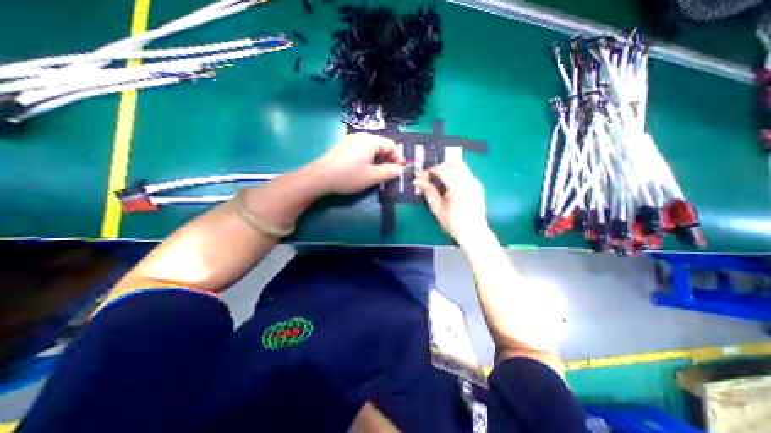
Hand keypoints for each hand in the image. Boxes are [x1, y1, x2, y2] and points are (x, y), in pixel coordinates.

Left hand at [309, 130, 405, 191]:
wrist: (321, 176)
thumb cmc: (349, 176)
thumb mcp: (372, 177)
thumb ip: (389, 172)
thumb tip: (400, 170)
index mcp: (371, 141)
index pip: (391, 145)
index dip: (398, 157)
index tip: (399, 170)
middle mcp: (362, 136)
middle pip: (382, 144)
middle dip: (388, 158)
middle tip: (390, 172)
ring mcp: (351, 139)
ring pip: (372, 147)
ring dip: (379, 158)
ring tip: (378, 171)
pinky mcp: (344, 145)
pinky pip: (362, 148)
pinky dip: (369, 157)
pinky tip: (365, 168)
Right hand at [412, 163, 489, 245]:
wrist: (473, 233)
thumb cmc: (453, 223)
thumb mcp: (437, 208)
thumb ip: (428, 191)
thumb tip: (417, 181)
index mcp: (458, 187)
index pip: (441, 169)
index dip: (429, 170)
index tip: (421, 176)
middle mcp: (469, 180)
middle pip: (452, 163)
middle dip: (439, 167)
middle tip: (430, 176)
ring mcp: (475, 182)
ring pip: (461, 166)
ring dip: (448, 169)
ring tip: (439, 179)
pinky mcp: (478, 186)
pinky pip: (466, 173)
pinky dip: (456, 173)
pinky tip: (450, 184)